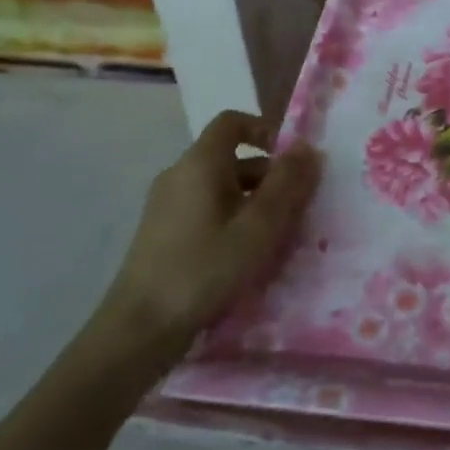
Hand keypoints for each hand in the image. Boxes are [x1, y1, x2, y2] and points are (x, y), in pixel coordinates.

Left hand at [98, 110, 320, 365]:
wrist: (140, 328)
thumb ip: (287, 184)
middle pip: (231, 157)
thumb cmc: (205, 268)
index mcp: (200, 163)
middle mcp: (179, 174)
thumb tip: (309, 148)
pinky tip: (245, 252)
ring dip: (253, 199)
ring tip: (277, 233)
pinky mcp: (162, 231)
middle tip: (297, 205)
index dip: (265, 130)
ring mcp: (166, 204)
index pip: (232, 122)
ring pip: (220, 186)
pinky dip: (231, 217)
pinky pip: (205, 208)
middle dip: (268, 174)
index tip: (292, 160)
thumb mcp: (259, 227)